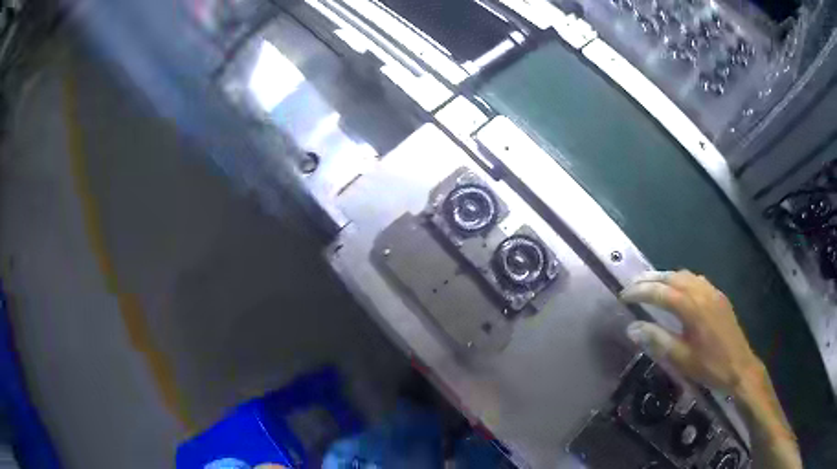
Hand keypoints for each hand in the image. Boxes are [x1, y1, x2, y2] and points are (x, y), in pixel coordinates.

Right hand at [619, 270, 761, 394]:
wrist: (740, 366)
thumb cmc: (710, 366)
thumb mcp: (681, 358)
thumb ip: (657, 340)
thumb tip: (632, 327)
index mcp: (692, 308)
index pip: (660, 292)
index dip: (640, 292)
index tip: (623, 296)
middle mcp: (702, 292)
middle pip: (672, 277)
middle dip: (650, 279)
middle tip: (632, 285)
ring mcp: (712, 292)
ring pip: (685, 275)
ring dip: (665, 277)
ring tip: (650, 285)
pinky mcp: (718, 296)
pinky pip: (696, 280)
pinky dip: (681, 280)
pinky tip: (677, 290)